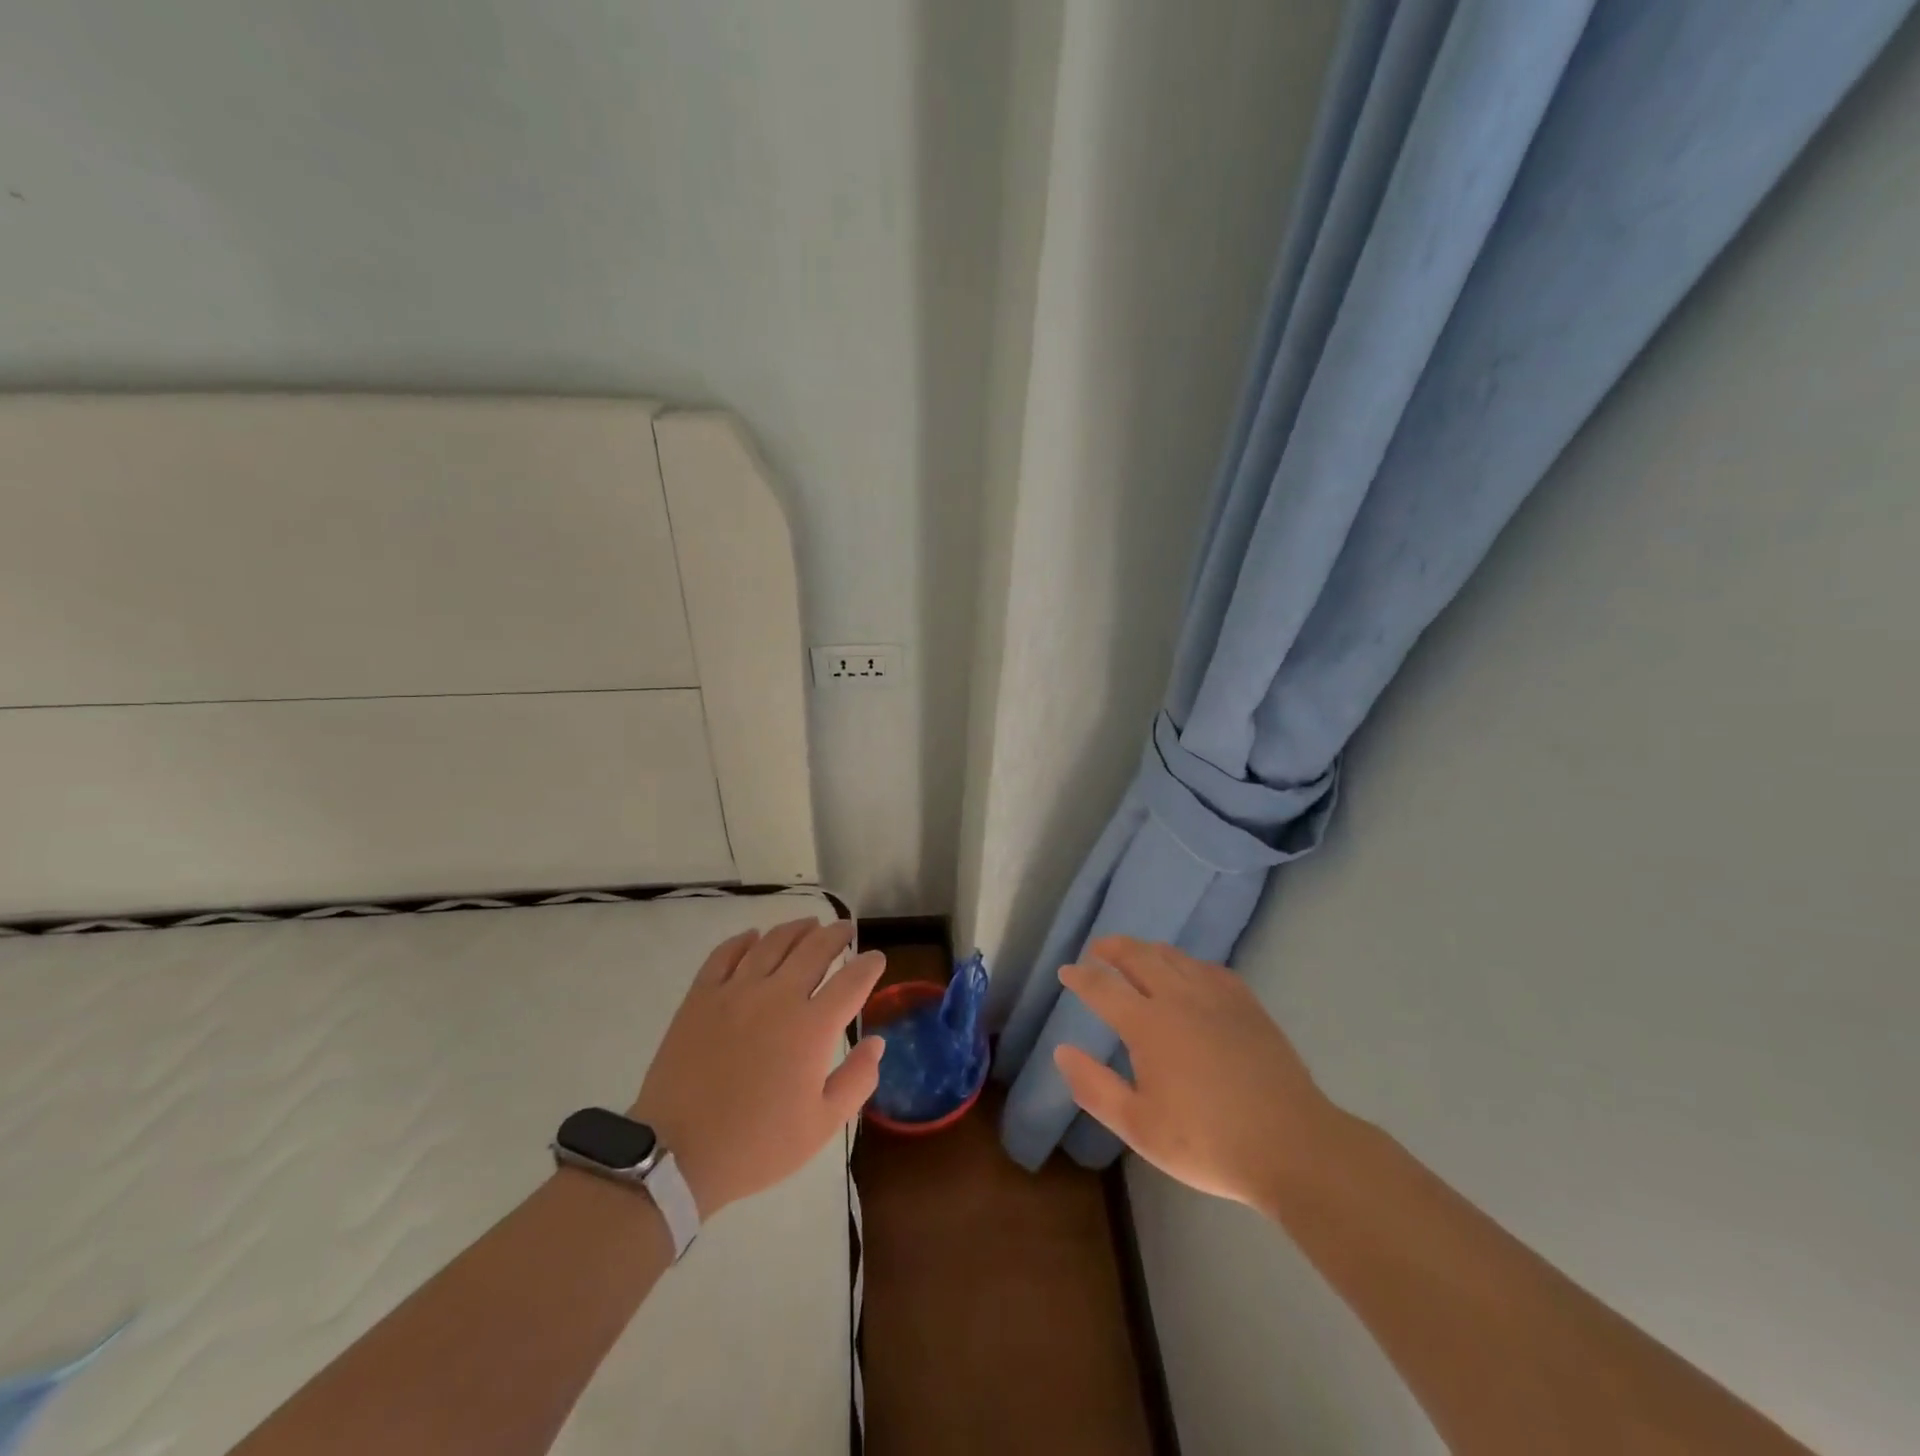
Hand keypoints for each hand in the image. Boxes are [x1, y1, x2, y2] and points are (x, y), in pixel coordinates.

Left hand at [629, 919, 887, 1217]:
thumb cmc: (756, 1145)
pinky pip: (725, 954)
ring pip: (773, 943)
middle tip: (846, 929)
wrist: (676, 1153)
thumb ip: (857, 1080)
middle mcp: (778, 996)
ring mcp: (737, 991)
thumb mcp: (822, 1125)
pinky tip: (753, 937)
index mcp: (813, 1027)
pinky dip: (744, 940)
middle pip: (815, 949)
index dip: (869, 965)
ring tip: (809, 924)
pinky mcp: (701, 996)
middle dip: (836, 935)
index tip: (877, 959)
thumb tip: (877, 1042)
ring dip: (796, 929)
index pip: (852, 981)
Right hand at [1053, 936, 1336, 1213]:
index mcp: (1148, 1024)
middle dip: (1112, 948)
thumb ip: (1094, 1087)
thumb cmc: (1207, 1142)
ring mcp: (1217, 997)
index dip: (1080, 977)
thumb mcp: (1138, 1127)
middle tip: (1097, 949)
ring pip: (1174, 957)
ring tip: (1136, 955)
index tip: (1066, 972)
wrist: (1292, 1146)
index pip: (1103, 988)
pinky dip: (1188, 964)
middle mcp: (1179, 998)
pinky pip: (1209, 969)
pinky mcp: (1247, 1005)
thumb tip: (1061, 1051)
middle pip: (1138, 956)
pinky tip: (1189, 974)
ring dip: (1148, 950)